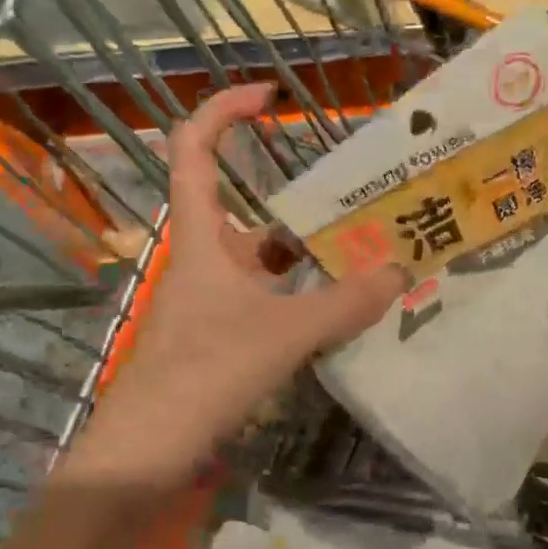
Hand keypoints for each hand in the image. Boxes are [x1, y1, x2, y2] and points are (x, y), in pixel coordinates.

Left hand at [62, 83, 404, 492]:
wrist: (146, 452)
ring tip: (363, 251)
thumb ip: (345, 304)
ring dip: (306, 252)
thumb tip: (401, 273)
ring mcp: (211, 298)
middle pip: (246, 207)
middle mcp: (205, 258)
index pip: (195, 149)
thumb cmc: (204, 373)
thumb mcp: (284, 334)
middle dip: (298, 199)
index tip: (270, 96)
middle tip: (356, 199)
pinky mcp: (219, 334)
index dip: (225, 111)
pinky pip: (268, 297)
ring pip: (263, 258)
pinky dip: (301, 294)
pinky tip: (338, 308)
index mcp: (202, 236)